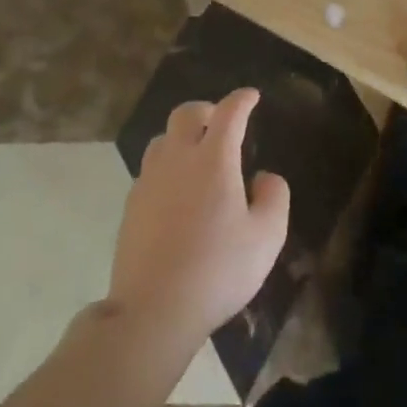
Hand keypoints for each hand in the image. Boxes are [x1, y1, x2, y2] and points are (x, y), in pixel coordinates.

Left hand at [108, 88, 290, 348]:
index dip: (242, 100)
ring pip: (163, 139)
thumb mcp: (267, 236)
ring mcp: (149, 182)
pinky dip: (167, 167)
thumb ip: (274, 197)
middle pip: (186, 114)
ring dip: (182, 137)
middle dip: (207, 110)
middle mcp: (177, 160)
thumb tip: (264, 177)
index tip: (251, 96)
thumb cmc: (219, 270)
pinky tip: (178, 193)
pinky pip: (150, 170)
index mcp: (214, 160)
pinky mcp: (131, 206)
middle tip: (221, 124)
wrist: (153, 310)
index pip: (229, 113)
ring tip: (198, 157)